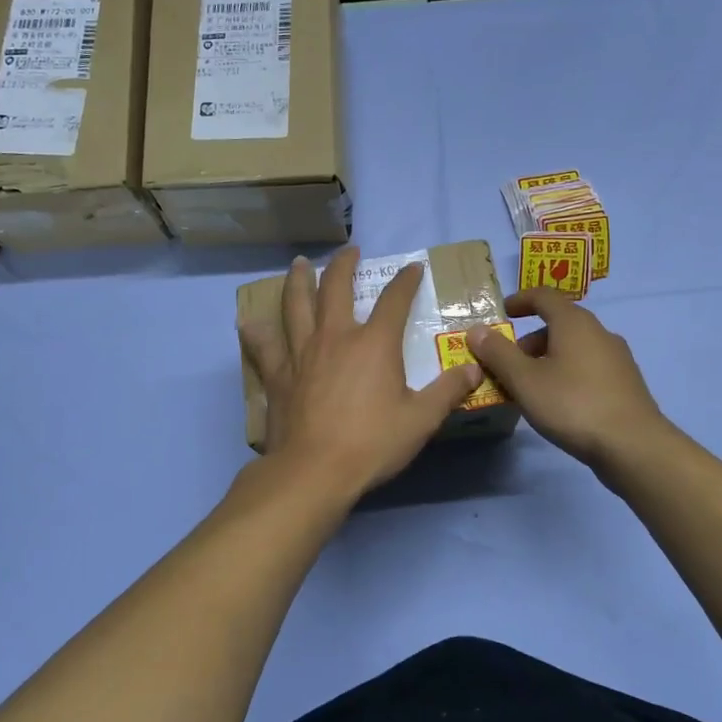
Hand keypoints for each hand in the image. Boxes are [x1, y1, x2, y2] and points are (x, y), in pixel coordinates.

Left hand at [240, 248, 482, 496]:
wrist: (314, 471)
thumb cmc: (372, 443)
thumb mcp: (421, 419)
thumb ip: (448, 391)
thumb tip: (474, 369)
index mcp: (374, 344)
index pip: (395, 300)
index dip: (406, 281)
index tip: (414, 268)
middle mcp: (335, 337)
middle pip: (336, 289)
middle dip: (344, 265)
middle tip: (349, 251)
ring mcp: (301, 353)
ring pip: (296, 306)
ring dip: (298, 281)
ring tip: (298, 264)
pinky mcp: (278, 375)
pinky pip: (264, 347)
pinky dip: (256, 333)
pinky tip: (247, 322)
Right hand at [466, 289, 666, 469]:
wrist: (633, 446)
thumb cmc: (573, 404)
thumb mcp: (525, 380)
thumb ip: (498, 353)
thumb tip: (477, 330)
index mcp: (574, 322)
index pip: (543, 296)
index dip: (519, 301)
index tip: (501, 313)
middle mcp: (599, 332)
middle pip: (559, 324)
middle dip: (529, 340)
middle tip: (507, 364)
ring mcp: (617, 358)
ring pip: (574, 348)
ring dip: (547, 359)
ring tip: (529, 388)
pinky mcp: (625, 383)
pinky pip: (588, 367)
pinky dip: (567, 374)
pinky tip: (558, 403)